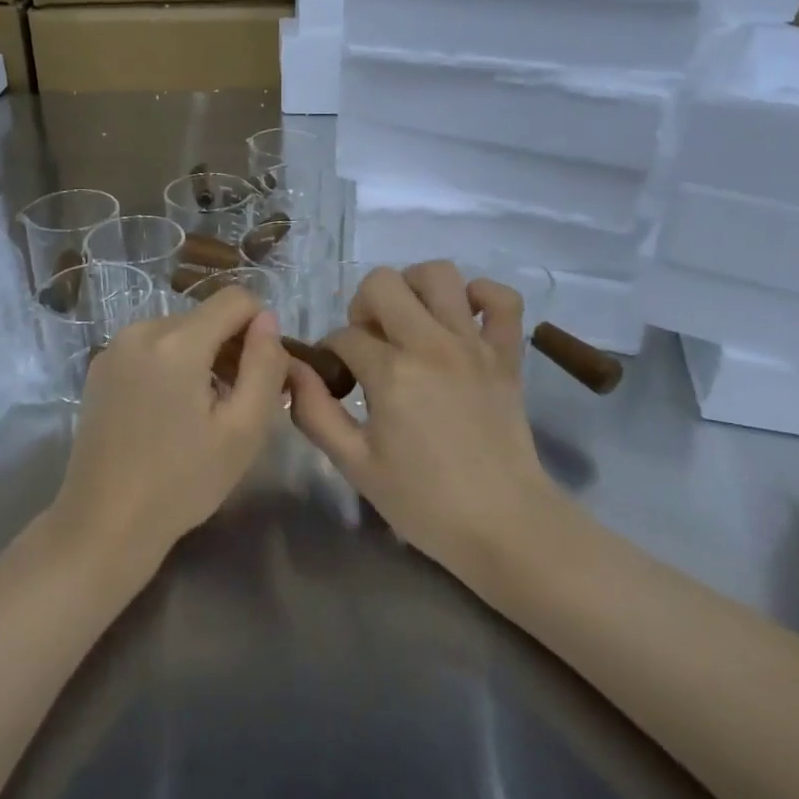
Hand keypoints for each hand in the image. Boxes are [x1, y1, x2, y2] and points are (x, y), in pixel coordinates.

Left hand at [50, 287, 287, 572]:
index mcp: (177, 341)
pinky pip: (152, 347)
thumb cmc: (182, 482)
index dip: (261, 328)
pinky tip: (169, 413)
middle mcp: (141, 329)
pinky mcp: (100, 367)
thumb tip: (267, 320)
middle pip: (207, 316)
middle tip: (234, 404)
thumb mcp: (243, 430)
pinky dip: (172, 366)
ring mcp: (115, 347)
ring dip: (201, 359)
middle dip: (230, 348)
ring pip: (180, 332)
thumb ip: (265, 365)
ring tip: (201, 413)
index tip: (260, 373)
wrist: (103, 524)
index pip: (236, 299)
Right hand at [288, 262, 556, 576]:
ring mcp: (474, 344)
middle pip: (383, 283)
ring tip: (409, 323)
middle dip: (363, 306)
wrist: (504, 525)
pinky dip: (481, 296)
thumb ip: (314, 412)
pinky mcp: (508, 354)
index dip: (330, 354)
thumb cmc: (424, 501)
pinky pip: (502, 299)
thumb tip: (291, 370)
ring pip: (440, 274)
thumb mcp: (355, 464)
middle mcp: (432, 344)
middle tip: (370, 345)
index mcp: (392, 372)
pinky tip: (461, 319)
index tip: (337, 381)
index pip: (344, 336)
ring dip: (414, 289)